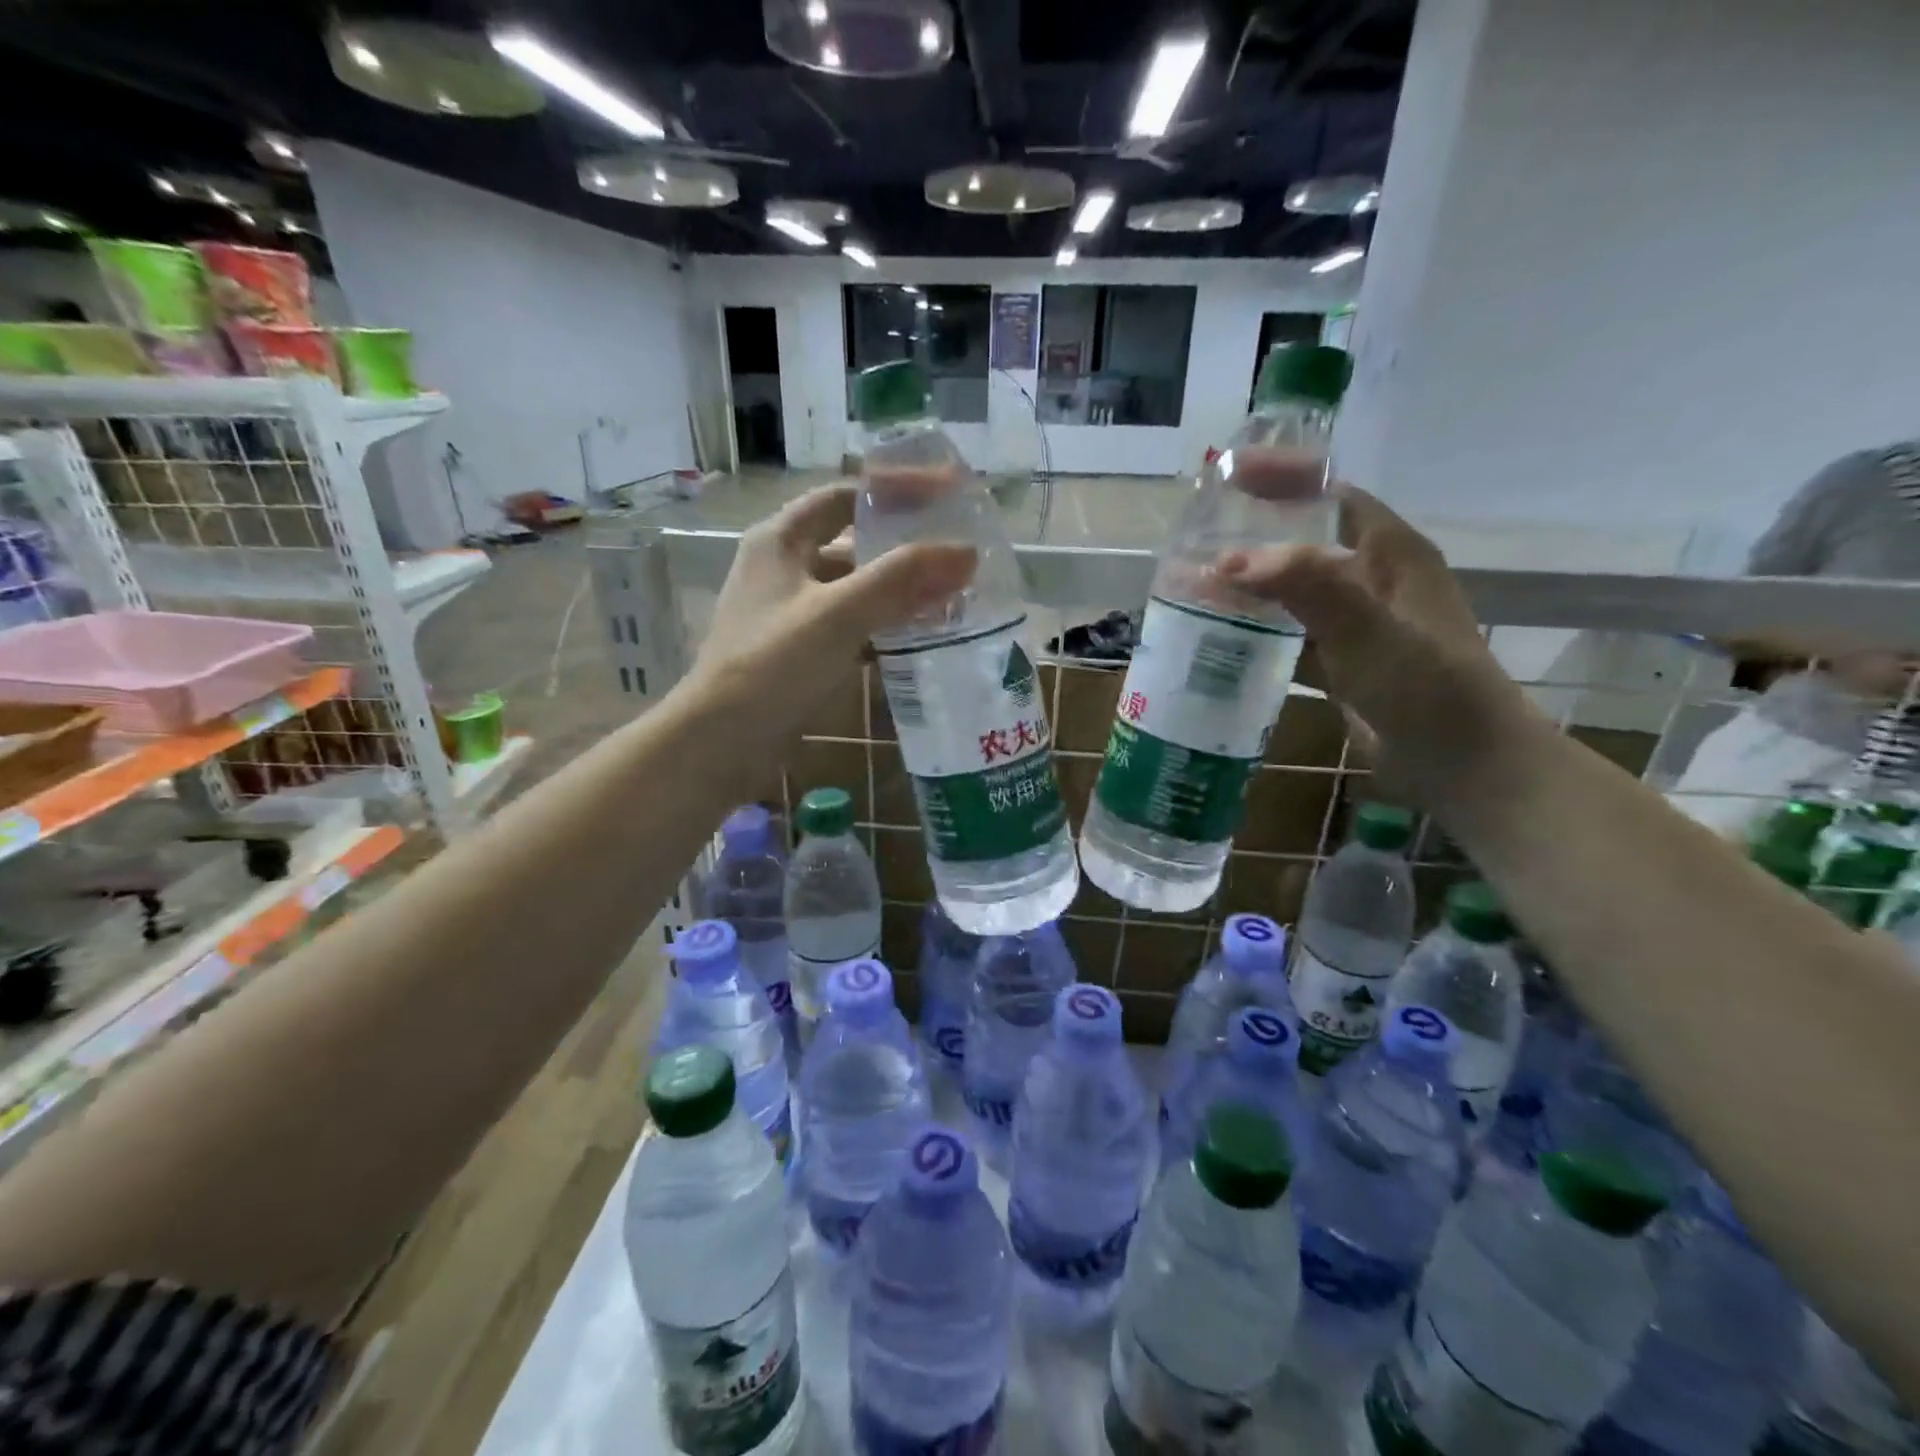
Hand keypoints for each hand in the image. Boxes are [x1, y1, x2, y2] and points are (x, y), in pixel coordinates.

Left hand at [692, 484, 975, 731]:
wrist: (723, 741)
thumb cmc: (773, 664)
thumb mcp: (838, 614)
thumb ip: (901, 579)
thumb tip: (967, 552)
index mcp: (781, 539)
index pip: (846, 496)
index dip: (896, 490)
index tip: (948, 494)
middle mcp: (785, 567)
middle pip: (854, 542)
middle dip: (905, 546)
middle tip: (958, 551)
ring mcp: (792, 611)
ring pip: (855, 587)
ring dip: (899, 590)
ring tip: (952, 594)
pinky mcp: (801, 650)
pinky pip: (852, 625)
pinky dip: (884, 626)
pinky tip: (919, 636)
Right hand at [1216, 485, 1537, 800]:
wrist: (1462, 764)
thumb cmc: (1429, 691)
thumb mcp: (1373, 632)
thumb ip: (1311, 588)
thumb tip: (1231, 561)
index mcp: (1390, 553)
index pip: (1332, 493)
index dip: (1285, 478)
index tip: (1227, 477)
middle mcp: (1372, 579)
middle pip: (1304, 538)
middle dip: (1252, 533)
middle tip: (1194, 538)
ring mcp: (1355, 622)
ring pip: (1292, 587)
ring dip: (1247, 583)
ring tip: (1192, 584)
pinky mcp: (1340, 661)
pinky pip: (1289, 629)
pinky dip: (1256, 626)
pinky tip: (1219, 634)